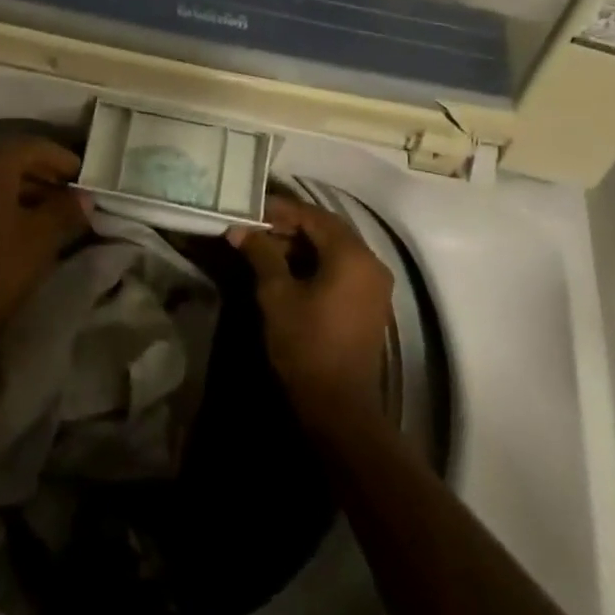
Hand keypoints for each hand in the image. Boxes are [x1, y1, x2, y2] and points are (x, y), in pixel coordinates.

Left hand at [0, 136, 90, 381]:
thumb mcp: (42, 238)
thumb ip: (67, 210)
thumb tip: (85, 197)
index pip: (35, 146)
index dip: (63, 160)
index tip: (86, 178)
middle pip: (15, 158)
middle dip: (46, 173)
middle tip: (74, 193)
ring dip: (29, 187)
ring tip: (57, 211)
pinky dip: (8, 199)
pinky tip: (28, 222)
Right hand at [232, 196, 393, 415]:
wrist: (338, 405)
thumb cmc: (305, 344)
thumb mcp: (276, 294)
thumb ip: (261, 254)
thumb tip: (240, 229)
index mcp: (352, 255)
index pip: (314, 216)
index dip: (281, 210)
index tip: (251, 209)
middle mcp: (371, 263)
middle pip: (328, 230)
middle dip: (291, 225)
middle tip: (255, 228)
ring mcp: (375, 285)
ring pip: (335, 249)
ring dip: (302, 244)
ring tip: (266, 247)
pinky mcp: (370, 303)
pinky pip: (343, 268)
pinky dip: (317, 262)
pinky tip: (288, 269)